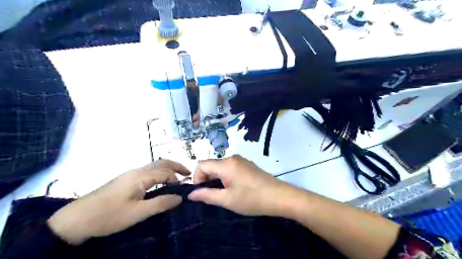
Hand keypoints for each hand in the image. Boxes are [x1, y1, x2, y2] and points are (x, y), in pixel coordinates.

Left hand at [47, 160, 189, 244]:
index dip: (177, 179)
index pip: (166, 172)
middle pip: (161, 162)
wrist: (75, 220)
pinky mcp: (125, 180)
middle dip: (176, 165)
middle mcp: (136, 171)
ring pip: (154, 166)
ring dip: (168, 169)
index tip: (185, 188)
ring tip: (177, 177)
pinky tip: (160, 182)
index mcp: (141, 176)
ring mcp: (129, 174)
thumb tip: (180, 197)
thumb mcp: (137, 213)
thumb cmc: (108, 216)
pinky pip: (147, 172)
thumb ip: (160, 203)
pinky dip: (159, 173)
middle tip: (188, 173)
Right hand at [187, 156, 286, 216]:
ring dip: (217, 178)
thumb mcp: (227, 200)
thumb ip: (207, 195)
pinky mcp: (247, 164)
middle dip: (207, 179)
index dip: (197, 177)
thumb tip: (191, 194)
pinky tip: (234, 188)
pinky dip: (226, 176)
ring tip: (223, 193)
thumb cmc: (251, 199)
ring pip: (221, 166)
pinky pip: (230, 167)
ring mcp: (241, 160)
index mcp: (226, 164)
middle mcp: (232, 158)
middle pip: (211, 164)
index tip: (202, 192)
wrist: (279, 196)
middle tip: (213, 195)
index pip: (202, 164)